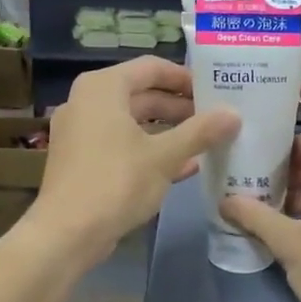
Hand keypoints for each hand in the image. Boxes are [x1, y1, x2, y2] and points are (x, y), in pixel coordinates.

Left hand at [28, 56, 239, 260]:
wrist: (66, 234)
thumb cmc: (116, 182)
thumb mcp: (164, 156)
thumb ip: (200, 131)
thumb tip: (234, 114)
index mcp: (103, 88)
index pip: (151, 67)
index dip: (185, 77)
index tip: (215, 90)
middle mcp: (87, 101)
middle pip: (141, 93)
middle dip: (180, 106)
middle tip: (215, 117)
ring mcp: (81, 131)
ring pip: (133, 121)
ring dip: (168, 130)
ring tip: (206, 140)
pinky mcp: (82, 159)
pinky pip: (122, 143)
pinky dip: (150, 149)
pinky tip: (185, 166)